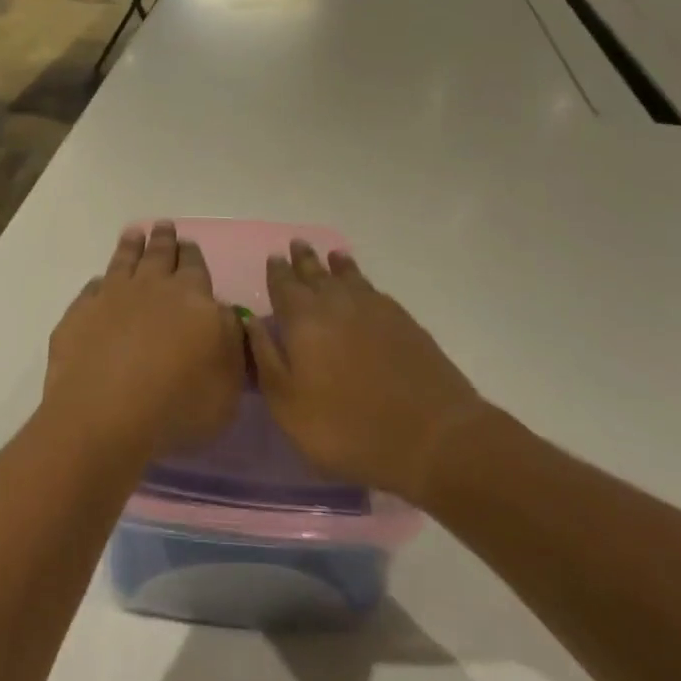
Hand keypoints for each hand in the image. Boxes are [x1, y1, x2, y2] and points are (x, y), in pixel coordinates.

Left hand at [44, 222, 244, 462]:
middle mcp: (152, 287)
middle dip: (164, 239)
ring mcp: (112, 296)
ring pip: (125, 260)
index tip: (189, 243)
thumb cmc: (177, 405)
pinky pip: (93, 288)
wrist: (104, 414)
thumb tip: (226, 314)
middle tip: (164, 226)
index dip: (192, 254)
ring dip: (131, 246)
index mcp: (192, 298)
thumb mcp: (227, 384)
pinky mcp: (80, 313)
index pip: (195, 267)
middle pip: (160, 254)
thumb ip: (232, 343)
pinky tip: (100, 282)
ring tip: (134, 233)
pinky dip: (99, 282)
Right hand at [246, 241, 490, 503]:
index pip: (283, 284)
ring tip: (332, 256)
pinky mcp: (403, 320)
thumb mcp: (288, 404)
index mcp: (302, 317)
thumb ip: (265, 358)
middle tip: (297, 244)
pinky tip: (363, 287)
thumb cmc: (346, 426)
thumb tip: (249, 321)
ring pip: (348, 276)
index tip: (273, 258)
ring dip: (336, 264)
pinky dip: (362, 280)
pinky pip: (373, 289)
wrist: (431, 436)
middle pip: (315, 272)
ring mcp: (373, 307)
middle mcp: (335, 301)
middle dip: (304, 259)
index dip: (276, 271)